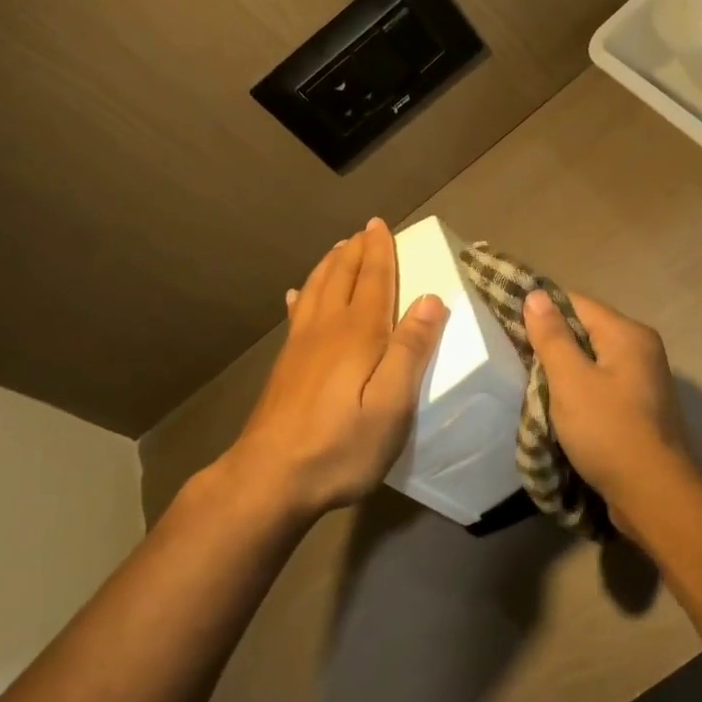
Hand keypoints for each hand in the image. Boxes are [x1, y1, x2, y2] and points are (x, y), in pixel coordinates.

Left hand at [219, 219, 445, 524]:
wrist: (270, 477)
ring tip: (337, 250)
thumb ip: (411, 350)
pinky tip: (296, 294)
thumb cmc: (341, 445)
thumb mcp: (392, 405)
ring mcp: (300, 346)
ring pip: (315, 290)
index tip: (380, 224)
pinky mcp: (285, 365)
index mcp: (359, 333)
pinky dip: (301, 296)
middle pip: (341, 277)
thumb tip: (431, 299)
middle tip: (363, 231)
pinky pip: (296, 314)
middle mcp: (327, 329)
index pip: (373, 279)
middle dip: (355, 251)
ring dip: (329, 266)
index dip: (379, 251)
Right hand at [522, 288, 694, 535]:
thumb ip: (552, 336)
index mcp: (628, 334)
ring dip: (564, 370)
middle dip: (552, 342)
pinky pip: (602, 385)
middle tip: (515, 356)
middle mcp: (641, 349)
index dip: (541, 309)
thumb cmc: (607, 430)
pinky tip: (559, 406)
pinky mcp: (641, 407)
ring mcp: (644, 379)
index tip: (507, 321)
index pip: (576, 303)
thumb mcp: (570, 380)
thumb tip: (536, 294)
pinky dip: (580, 390)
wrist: (652, 492)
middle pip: (586, 331)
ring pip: (593, 360)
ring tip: (531, 382)